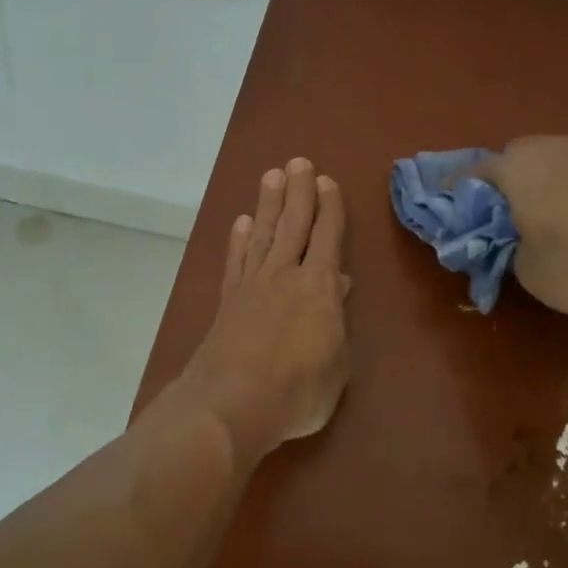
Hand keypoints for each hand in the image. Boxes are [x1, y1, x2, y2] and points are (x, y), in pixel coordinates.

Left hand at [173, 158, 350, 462]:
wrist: (230, 406)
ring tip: (272, 176)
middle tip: (299, 162)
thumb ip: (337, 323)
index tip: (327, 182)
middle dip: (299, 191)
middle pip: (293, 223)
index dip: (329, 208)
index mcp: (319, 288)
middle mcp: (285, 275)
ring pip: (264, 233)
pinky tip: (242, 223)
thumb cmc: (297, 392)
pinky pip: (237, 260)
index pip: (327, 237)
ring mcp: (252, 285)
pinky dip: (240, 239)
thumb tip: (338, 286)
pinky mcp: (229, 300)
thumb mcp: (337, 365)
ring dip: (269, 204)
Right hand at [472, 133, 567, 329]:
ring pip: (556, 162)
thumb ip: (510, 247)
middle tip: (506, 215)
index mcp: (519, 167)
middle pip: (517, 158)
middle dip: (507, 182)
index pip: (474, 171)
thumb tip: (518, 239)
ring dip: (546, 182)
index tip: (449, 203)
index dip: (457, 189)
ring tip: (550, 218)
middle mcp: (555, 147)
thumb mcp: (528, 270)